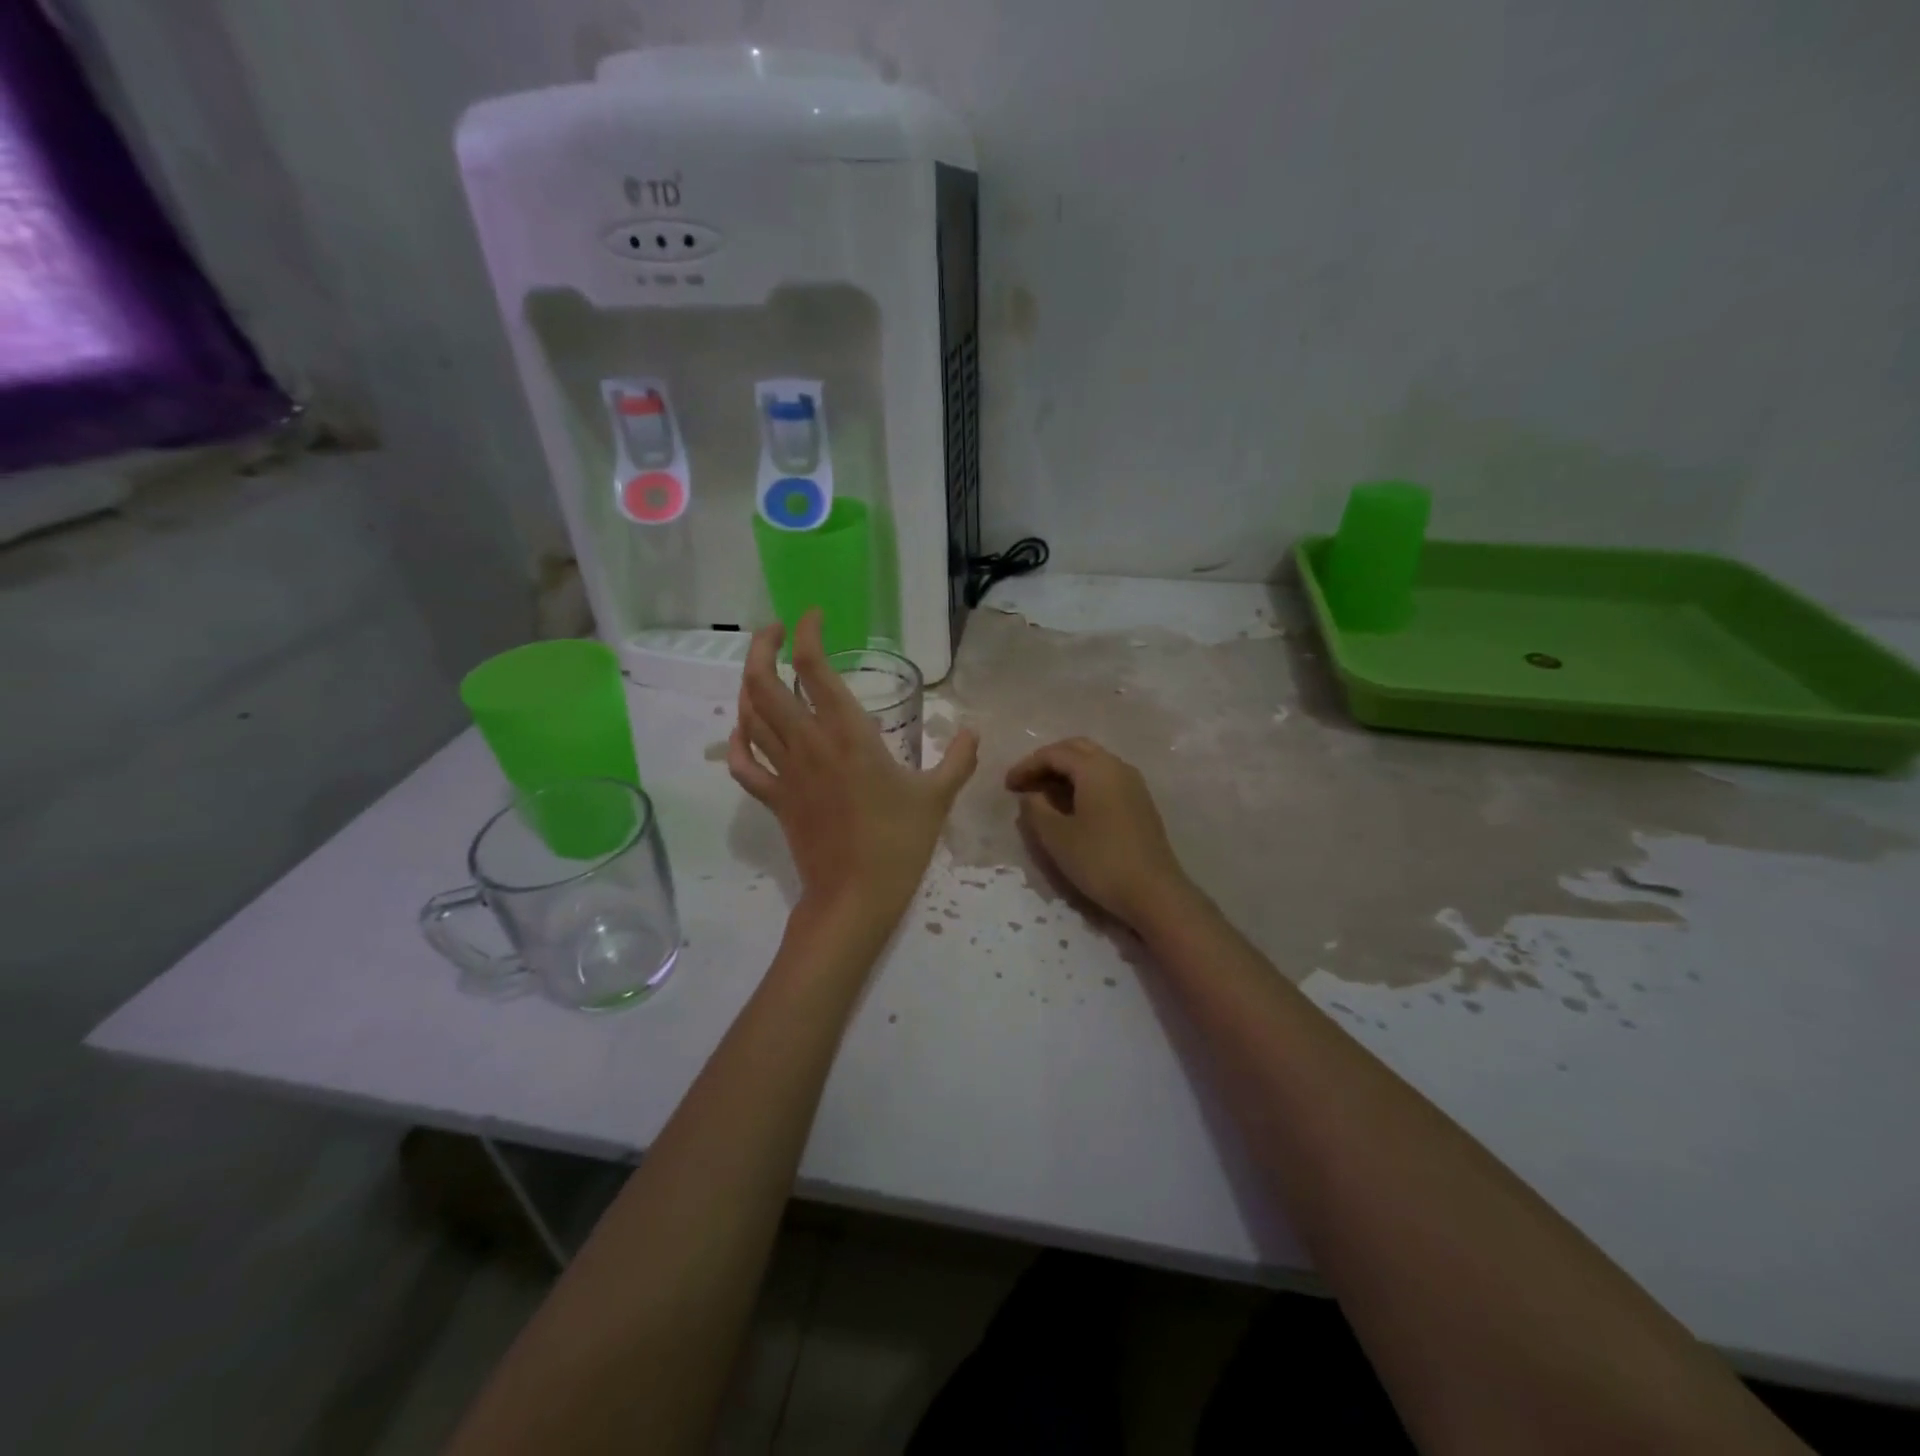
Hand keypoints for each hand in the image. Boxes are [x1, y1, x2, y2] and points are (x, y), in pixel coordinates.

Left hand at [729, 612, 978, 929]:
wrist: (855, 896)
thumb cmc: (898, 842)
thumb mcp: (937, 797)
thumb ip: (958, 758)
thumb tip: (974, 731)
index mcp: (848, 733)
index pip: (813, 668)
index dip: (807, 633)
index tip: (814, 617)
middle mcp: (807, 743)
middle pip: (763, 682)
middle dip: (762, 646)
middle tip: (776, 631)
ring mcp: (784, 771)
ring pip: (748, 716)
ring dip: (749, 685)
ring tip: (763, 670)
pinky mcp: (774, 798)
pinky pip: (742, 763)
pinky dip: (736, 741)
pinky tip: (743, 730)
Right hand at [1005, 737, 1195, 930]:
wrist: (1154, 892)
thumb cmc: (1100, 861)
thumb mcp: (1056, 836)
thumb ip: (1036, 808)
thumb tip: (1031, 794)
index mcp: (1095, 768)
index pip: (1054, 754)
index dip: (1027, 766)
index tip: (1007, 785)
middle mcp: (1117, 766)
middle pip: (1076, 749)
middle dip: (1047, 761)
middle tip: (1025, 782)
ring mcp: (1133, 783)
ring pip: (1093, 763)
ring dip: (1066, 772)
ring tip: (1044, 794)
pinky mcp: (1140, 802)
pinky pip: (1105, 778)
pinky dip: (1083, 783)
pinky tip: (1071, 806)